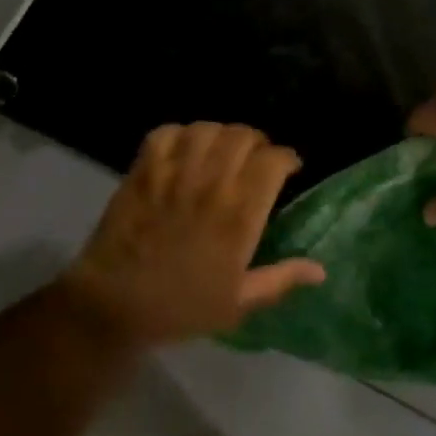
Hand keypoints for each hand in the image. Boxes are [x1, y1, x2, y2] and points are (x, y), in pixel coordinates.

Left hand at [60, 123, 325, 348]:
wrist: (115, 303)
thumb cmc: (181, 307)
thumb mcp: (238, 303)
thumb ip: (280, 280)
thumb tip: (320, 270)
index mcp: (239, 215)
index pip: (272, 161)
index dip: (286, 158)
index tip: (288, 168)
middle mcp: (210, 184)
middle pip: (242, 135)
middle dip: (256, 142)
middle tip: (255, 158)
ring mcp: (172, 173)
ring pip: (206, 128)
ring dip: (220, 135)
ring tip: (221, 150)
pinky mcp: (142, 171)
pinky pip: (165, 133)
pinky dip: (179, 135)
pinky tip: (184, 150)